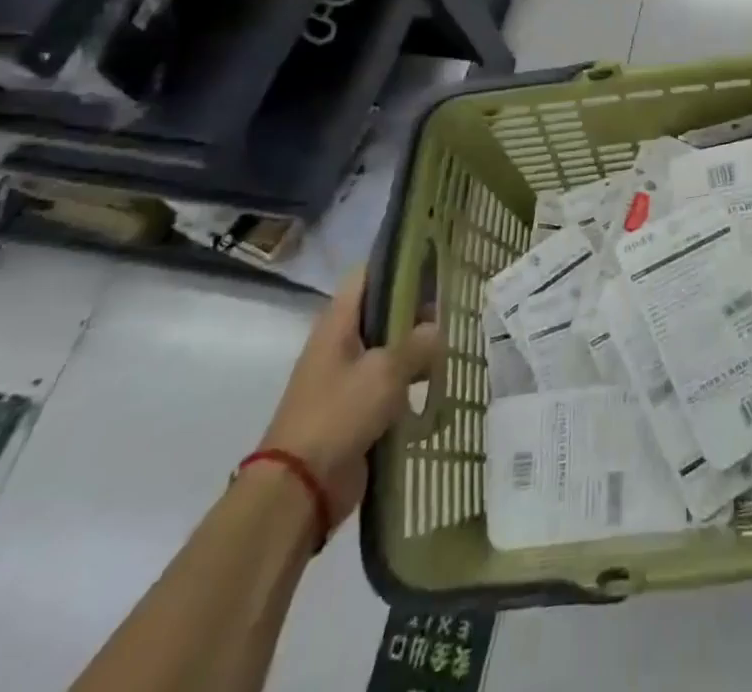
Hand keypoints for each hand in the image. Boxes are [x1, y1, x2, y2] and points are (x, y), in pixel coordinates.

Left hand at [257, 269, 443, 529]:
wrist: (299, 489)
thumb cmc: (339, 414)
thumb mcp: (385, 371)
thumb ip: (417, 343)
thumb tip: (436, 329)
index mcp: (337, 324)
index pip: (367, 276)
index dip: (397, 264)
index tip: (432, 261)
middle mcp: (339, 345)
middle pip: (381, 312)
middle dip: (415, 309)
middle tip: (451, 307)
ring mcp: (345, 380)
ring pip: (388, 349)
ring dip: (415, 349)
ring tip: (450, 345)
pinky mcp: (355, 411)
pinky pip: (388, 385)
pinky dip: (409, 382)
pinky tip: (436, 384)